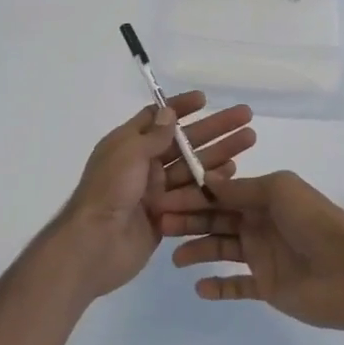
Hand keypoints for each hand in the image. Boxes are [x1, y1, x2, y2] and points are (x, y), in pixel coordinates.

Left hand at [48, 93, 254, 303]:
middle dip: (214, 128)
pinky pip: (192, 195)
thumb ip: (152, 135)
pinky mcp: (166, 216)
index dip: (181, 108)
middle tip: (245, 116)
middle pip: (184, 142)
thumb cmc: (109, 191)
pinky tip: (234, 172)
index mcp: (129, 144)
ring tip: (248, 140)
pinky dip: (212, 183)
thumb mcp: (128, 153)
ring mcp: (155, 191)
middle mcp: (143, 165)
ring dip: (220, 153)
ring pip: (193, 167)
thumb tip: (168, 113)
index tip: (205, 99)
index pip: (157, 118)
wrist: (95, 245)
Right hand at [159, 171, 343, 329]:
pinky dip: (218, 286)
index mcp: (264, 196)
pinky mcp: (267, 285)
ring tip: (176, 258)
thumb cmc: (314, 223)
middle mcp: (260, 222)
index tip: (164, 198)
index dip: (193, 194)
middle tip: (162, 226)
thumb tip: (207, 180)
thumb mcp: (279, 191)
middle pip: (217, 219)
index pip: (221, 193)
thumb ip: (242, 188)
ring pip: (222, 249)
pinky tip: (200, 286)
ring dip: (198, 250)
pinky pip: (237, 285)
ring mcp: (263, 255)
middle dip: (189, 220)